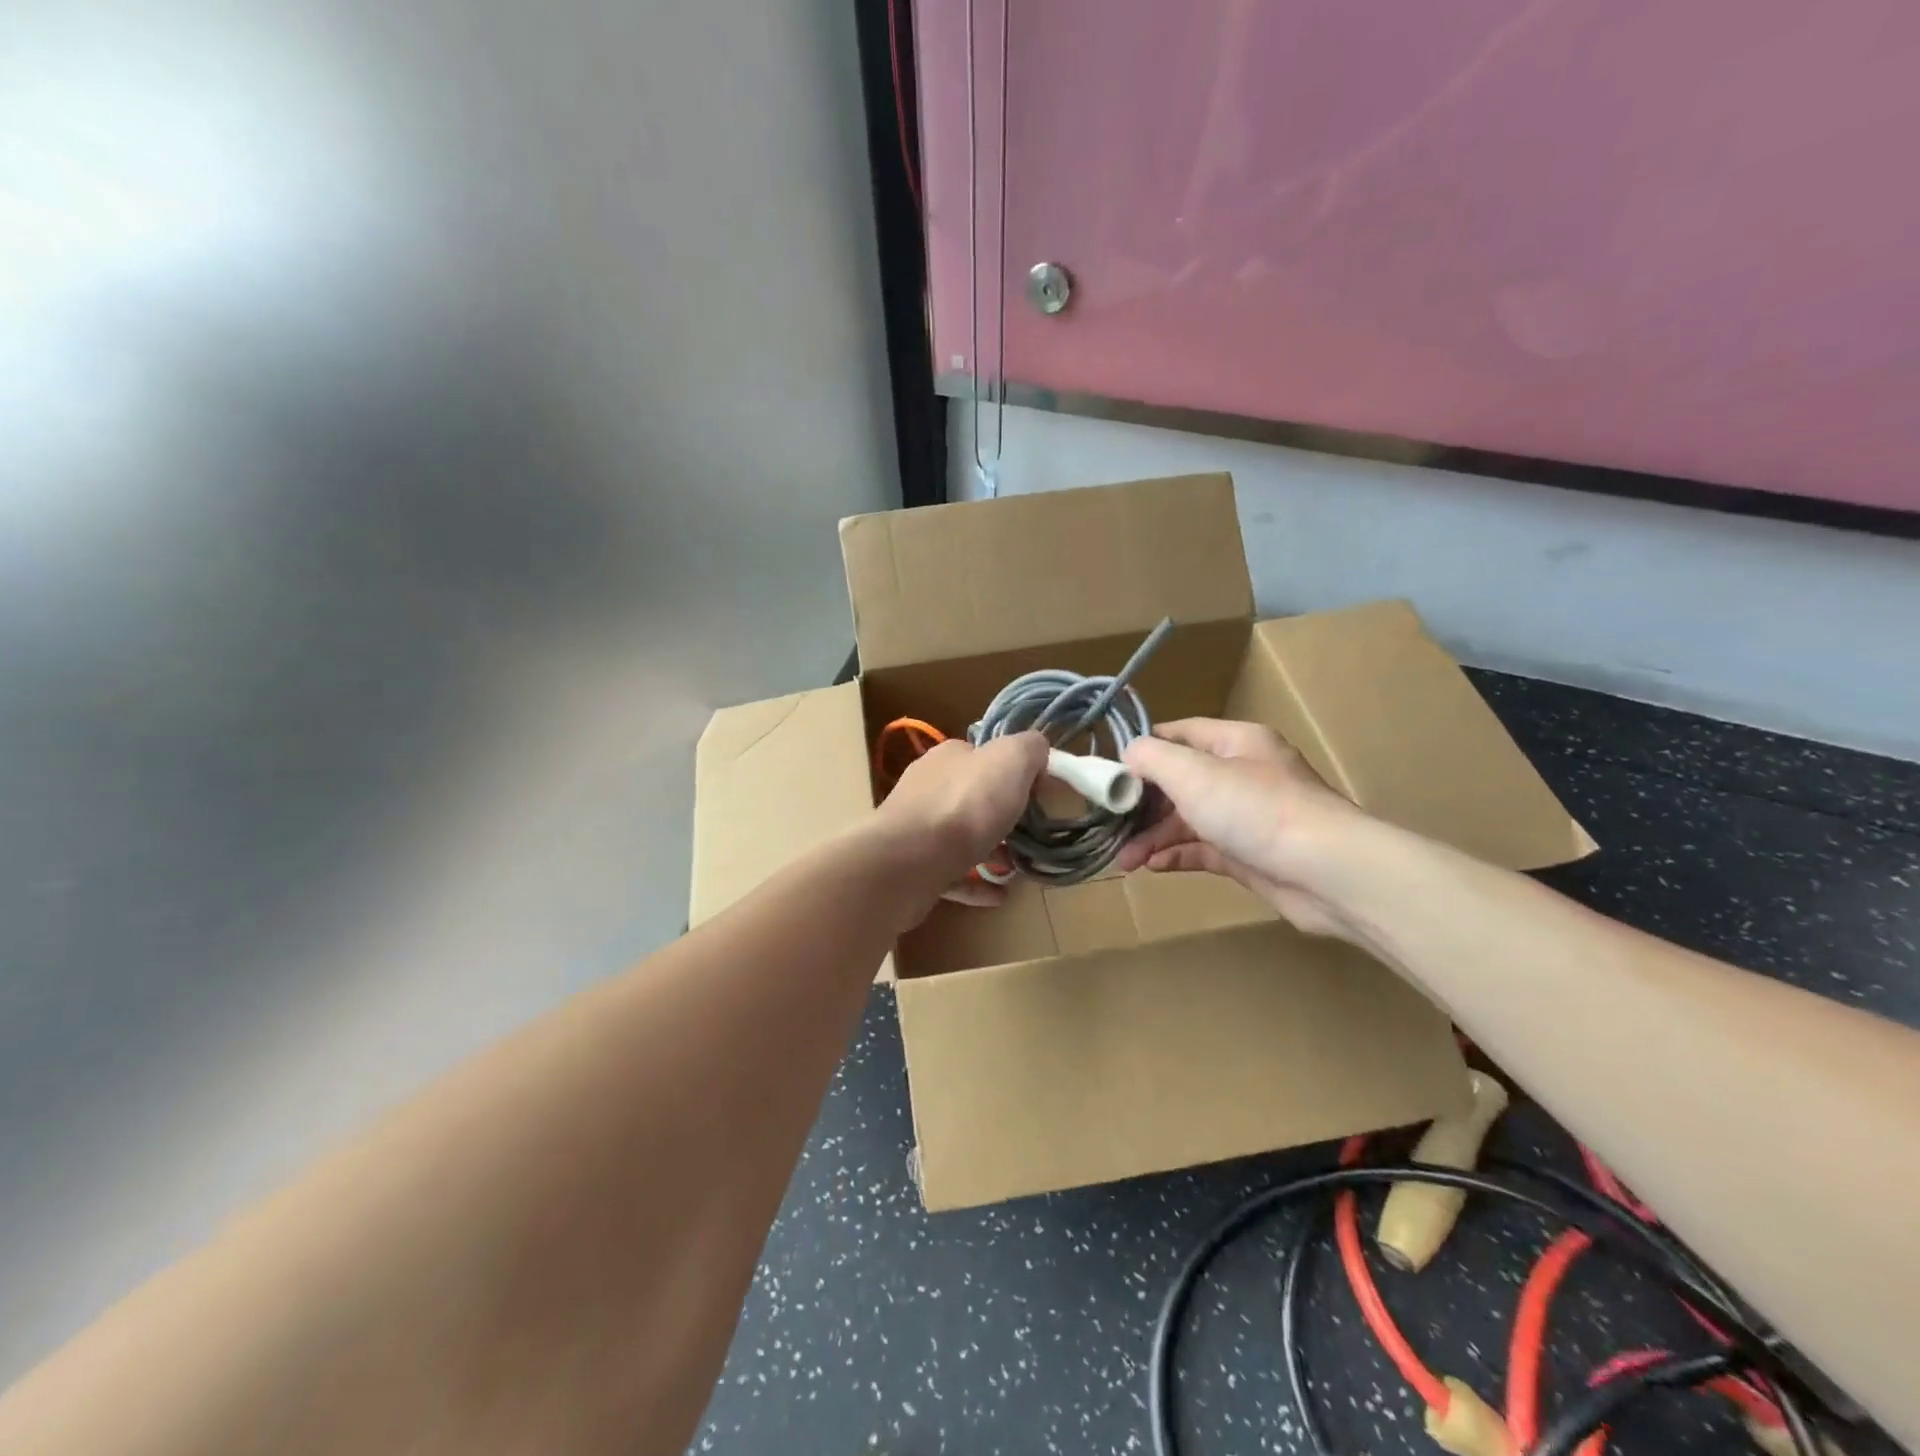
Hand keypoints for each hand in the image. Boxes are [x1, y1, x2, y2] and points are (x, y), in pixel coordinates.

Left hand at [871, 732, 1048, 907]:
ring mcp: (916, 829)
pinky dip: (976, 883)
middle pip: (972, 797)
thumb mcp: (1010, 759)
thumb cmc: (965, 806)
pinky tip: (998, 895)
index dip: (1012, 772)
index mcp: (948, 757)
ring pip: (961, 836)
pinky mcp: (912, 867)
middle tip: (1030, 835)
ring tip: (1015, 868)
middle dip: (1002, 815)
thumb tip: (1035, 751)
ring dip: (990, 850)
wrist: (910, 862)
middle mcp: (928, 788)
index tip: (1037, 794)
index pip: (983, 756)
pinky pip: (951, 874)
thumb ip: (1028, 748)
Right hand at [1117, 719, 1367, 940]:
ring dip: (1153, 836)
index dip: (1142, 750)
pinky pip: (1203, 849)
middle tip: (1109, 824)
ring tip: (1124, 860)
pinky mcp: (1249, 854)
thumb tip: (1128, 755)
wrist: (1326, 872)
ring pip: (1188, 820)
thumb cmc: (1255, 809)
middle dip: (1142, 804)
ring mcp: (1247, 817)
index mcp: (1235, 742)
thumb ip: (1152, 757)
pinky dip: (1176, 855)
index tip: (1107, 772)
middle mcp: (1242, 774)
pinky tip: (1151, 867)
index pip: (1179, 734)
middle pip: (1179, 782)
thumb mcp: (1193, 773)